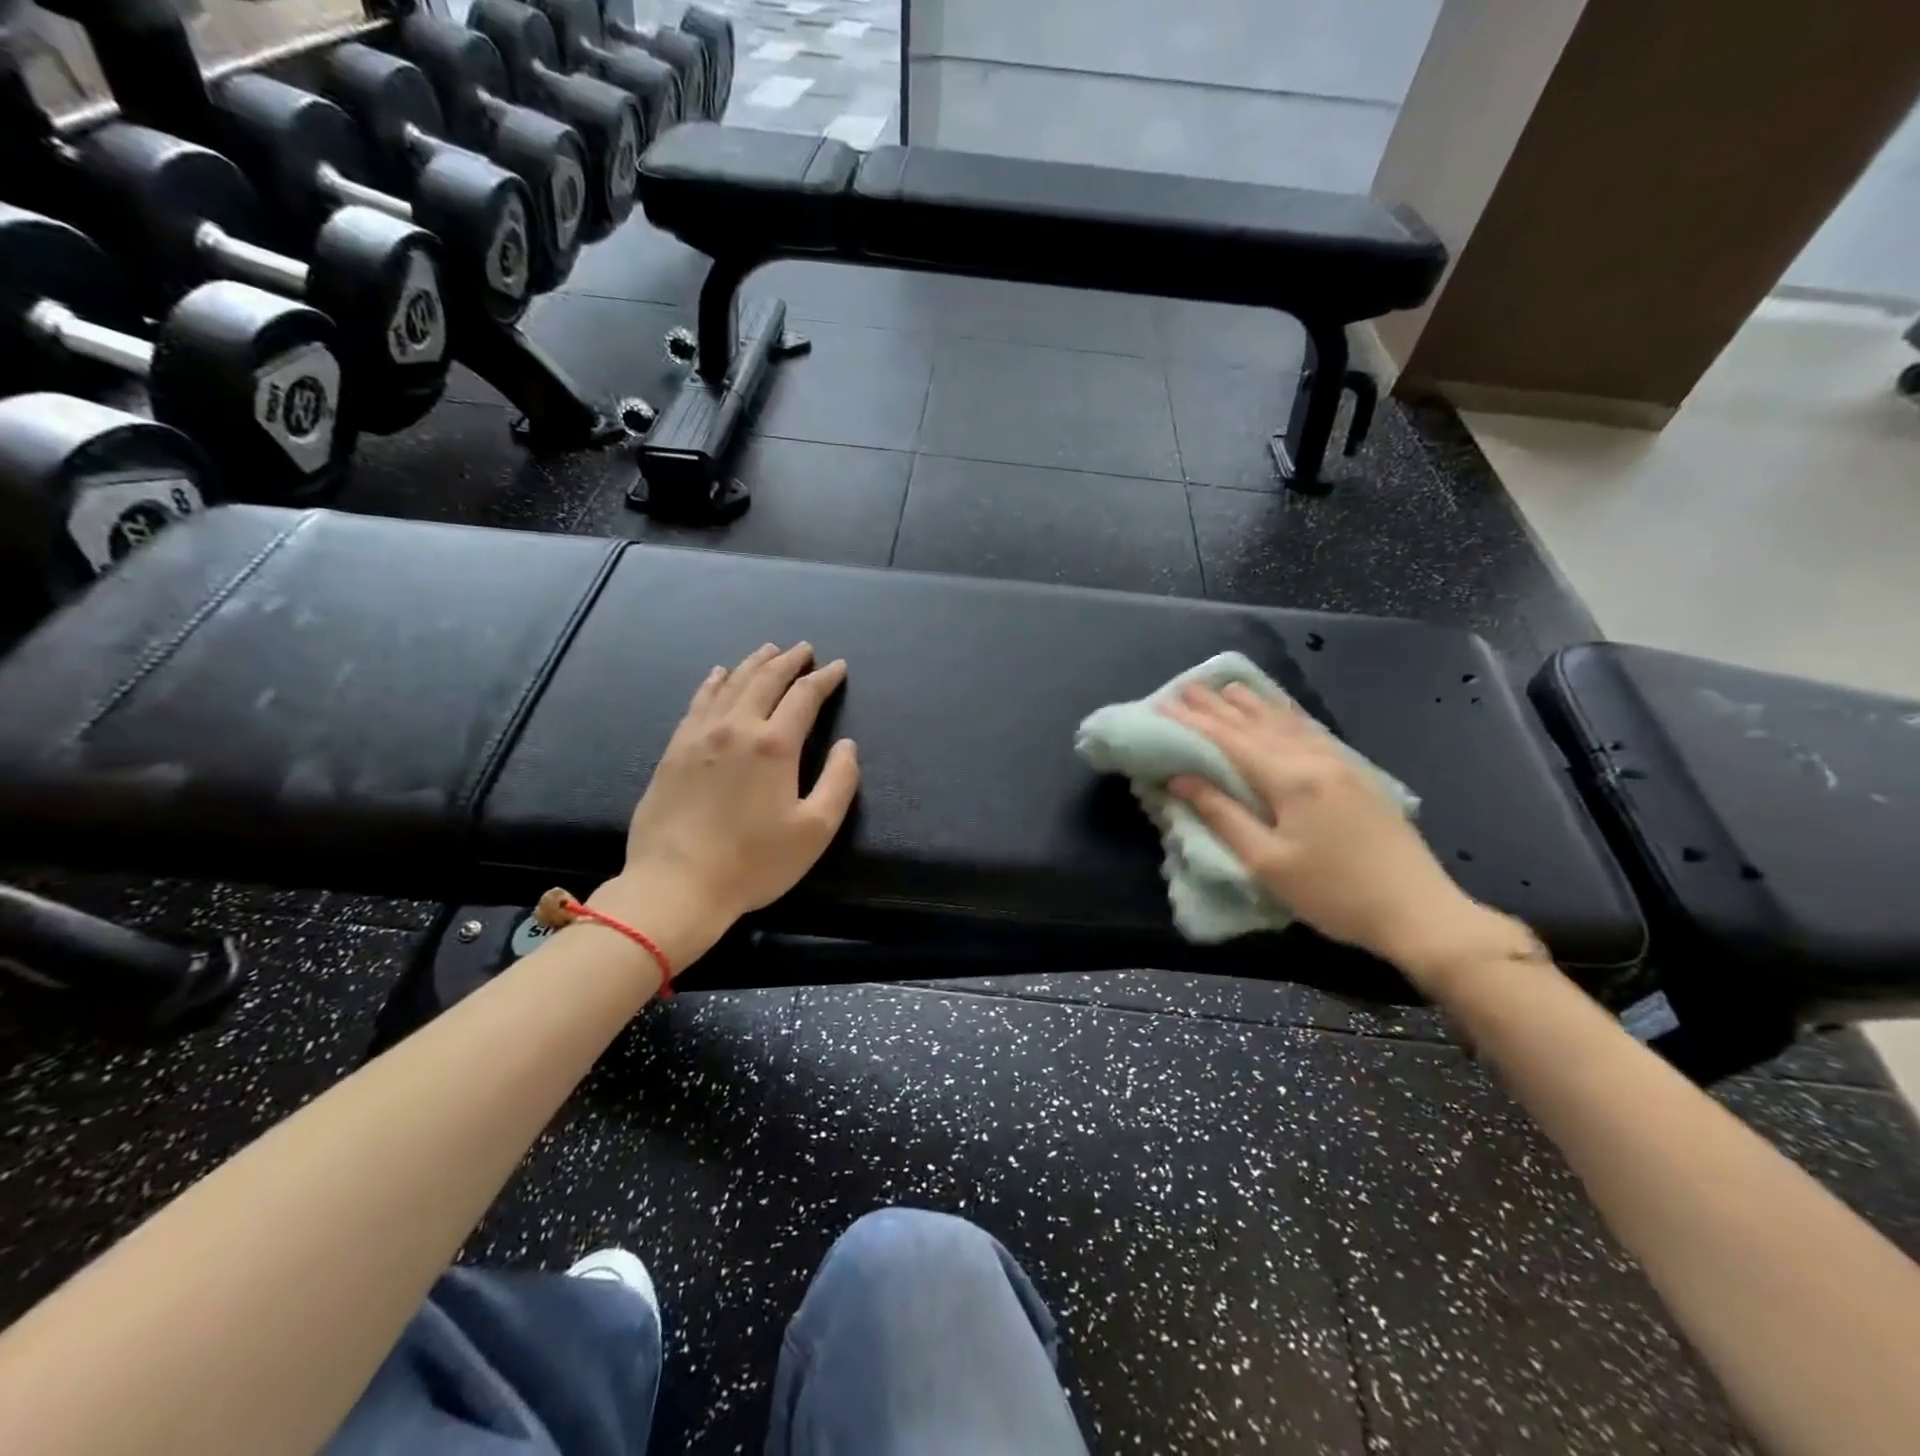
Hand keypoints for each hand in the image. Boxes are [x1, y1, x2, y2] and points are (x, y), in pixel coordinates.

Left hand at [593, 643, 858, 969]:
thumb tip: (847, 745)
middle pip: (765, 680)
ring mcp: (699, 735)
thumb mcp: (815, 830)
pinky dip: (713, 682)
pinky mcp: (674, 749)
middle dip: (789, 661)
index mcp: (774, 745)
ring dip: (753, 664)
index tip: (837, 667)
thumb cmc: (754, 862)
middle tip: (804, 649)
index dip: (824, 679)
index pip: (804, 697)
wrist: (676, 884)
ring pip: (730, 684)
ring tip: (768, 650)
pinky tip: (718, 674)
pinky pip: (698, 702)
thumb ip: (839, 782)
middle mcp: (736, 727)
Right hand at [1160, 683, 1528, 989]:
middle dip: (1218, 707)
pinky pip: (1311, 732)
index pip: (1229, 741)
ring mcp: (1340, 764)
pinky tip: (1280, 712)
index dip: (1193, 723)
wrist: (1419, 911)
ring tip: (1226, 687)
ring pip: (1287, 723)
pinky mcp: (1356, 775)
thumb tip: (1180, 779)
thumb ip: (1222, 815)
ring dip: (1252, 705)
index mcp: (1290, 778)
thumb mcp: (1267, 862)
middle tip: (1185, 687)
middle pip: (1256, 725)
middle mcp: (1314, 759)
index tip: (1162, 705)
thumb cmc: (1334, 893)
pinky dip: (1287, 716)